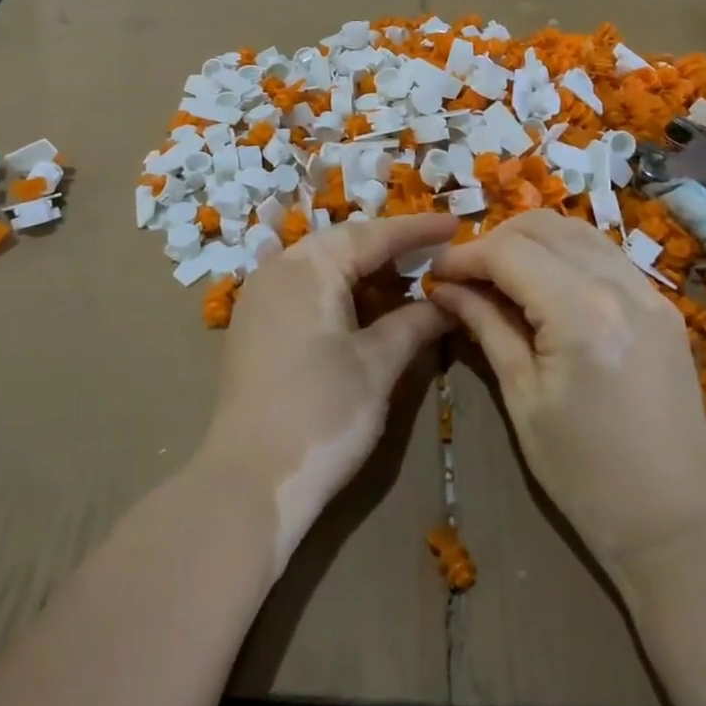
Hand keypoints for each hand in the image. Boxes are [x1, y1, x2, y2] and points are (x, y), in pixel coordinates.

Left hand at [200, 212, 457, 562]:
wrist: (249, 481)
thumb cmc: (322, 415)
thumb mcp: (378, 365)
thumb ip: (415, 323)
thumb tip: (447, 301)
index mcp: (309, 266)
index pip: (373, 235)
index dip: (418, 230)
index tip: (457, 224)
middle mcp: (278, 268)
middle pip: (345, 245)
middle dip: (392, 250)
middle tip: (437, 255)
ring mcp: (260, 296)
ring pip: (323, 266)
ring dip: (366, 272)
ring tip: (410, 284)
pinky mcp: (254, 324)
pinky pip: (305, 289)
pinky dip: (341, 292)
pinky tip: (368, 311)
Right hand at [429, 211, 705, 572]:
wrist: (673, 522)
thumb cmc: (583, 473)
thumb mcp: (522, 397)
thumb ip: (485, 326)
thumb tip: (444, 287)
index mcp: (582, 315)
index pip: (509, 253)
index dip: (465, 256)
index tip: (435, 273)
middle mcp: (621, 287)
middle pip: (543, 227)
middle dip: (495, 241)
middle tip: (466, 275)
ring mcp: (650, 292)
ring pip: (577, 230)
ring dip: (531, 240)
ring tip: (501, 274)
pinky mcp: (662, 306)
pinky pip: (605, 254)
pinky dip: (566, 253)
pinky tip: (545, 283)